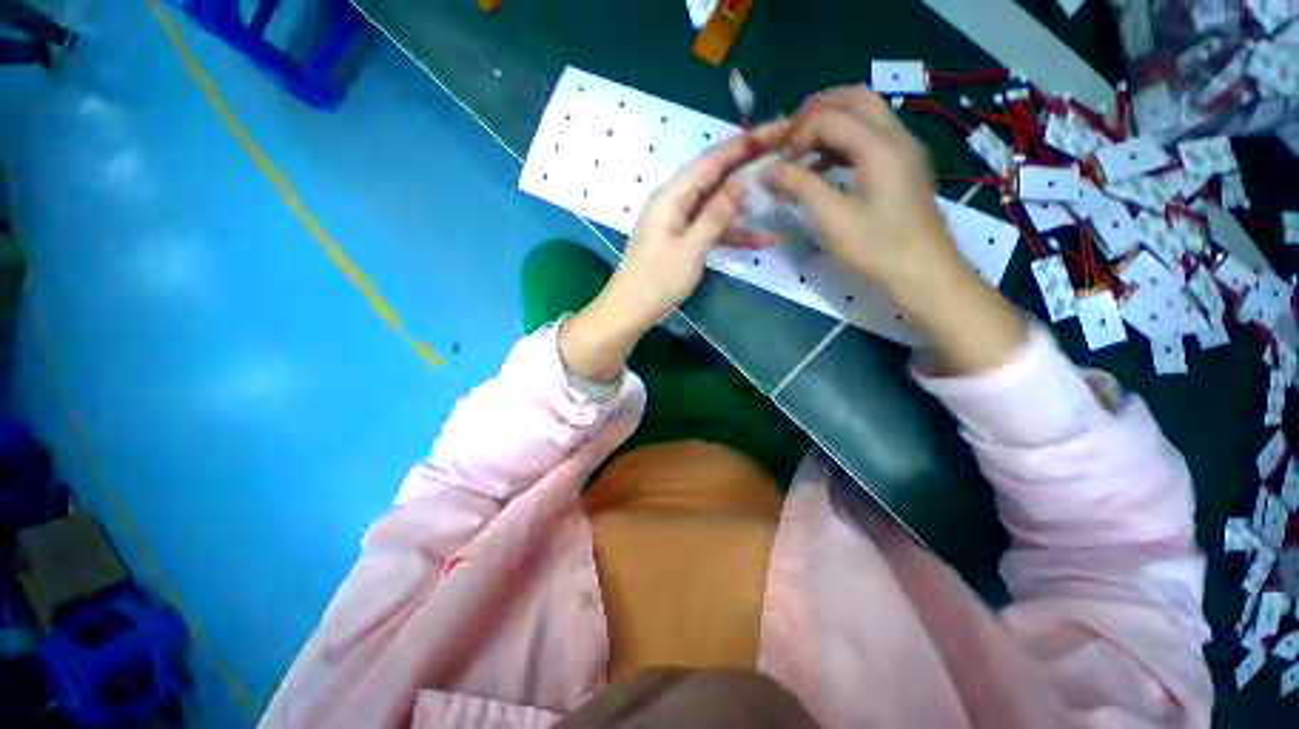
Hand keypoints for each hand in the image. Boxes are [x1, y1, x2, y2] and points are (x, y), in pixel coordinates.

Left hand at [561, 124, 783, 383]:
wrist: (631, 309)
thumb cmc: (657, 280)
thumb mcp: (690, 249)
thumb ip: (715, 216)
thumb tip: (741, 183)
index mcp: (672, 196)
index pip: (712, 160)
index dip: (745, 143)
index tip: (778, 128)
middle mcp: (675, 201)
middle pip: (716, 177)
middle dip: (749, 165)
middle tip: (786, 152)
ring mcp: (679, 221)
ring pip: (717, 204)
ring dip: (746, 205)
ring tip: (782, 193)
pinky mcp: (683, 240)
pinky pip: (711, 229)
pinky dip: (733, 233)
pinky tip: (762, 241)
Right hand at [767, 85, 1025, 373]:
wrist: (925, 274)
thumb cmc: (877, 249)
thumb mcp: (832, 219)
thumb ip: (799, 188)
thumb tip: (769, 170)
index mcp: (880, 146)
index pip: (831, 117)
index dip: (798, 133)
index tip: (777, 161)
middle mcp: (897, 137)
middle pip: (856, 98)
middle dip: (818, 111)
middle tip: (790, 139)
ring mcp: (905, 151)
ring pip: (867, 115)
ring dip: (832, 124)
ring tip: (803, 151)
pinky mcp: (905, 168)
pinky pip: (872, 137)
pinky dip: (845, 141)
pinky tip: (826, 168)